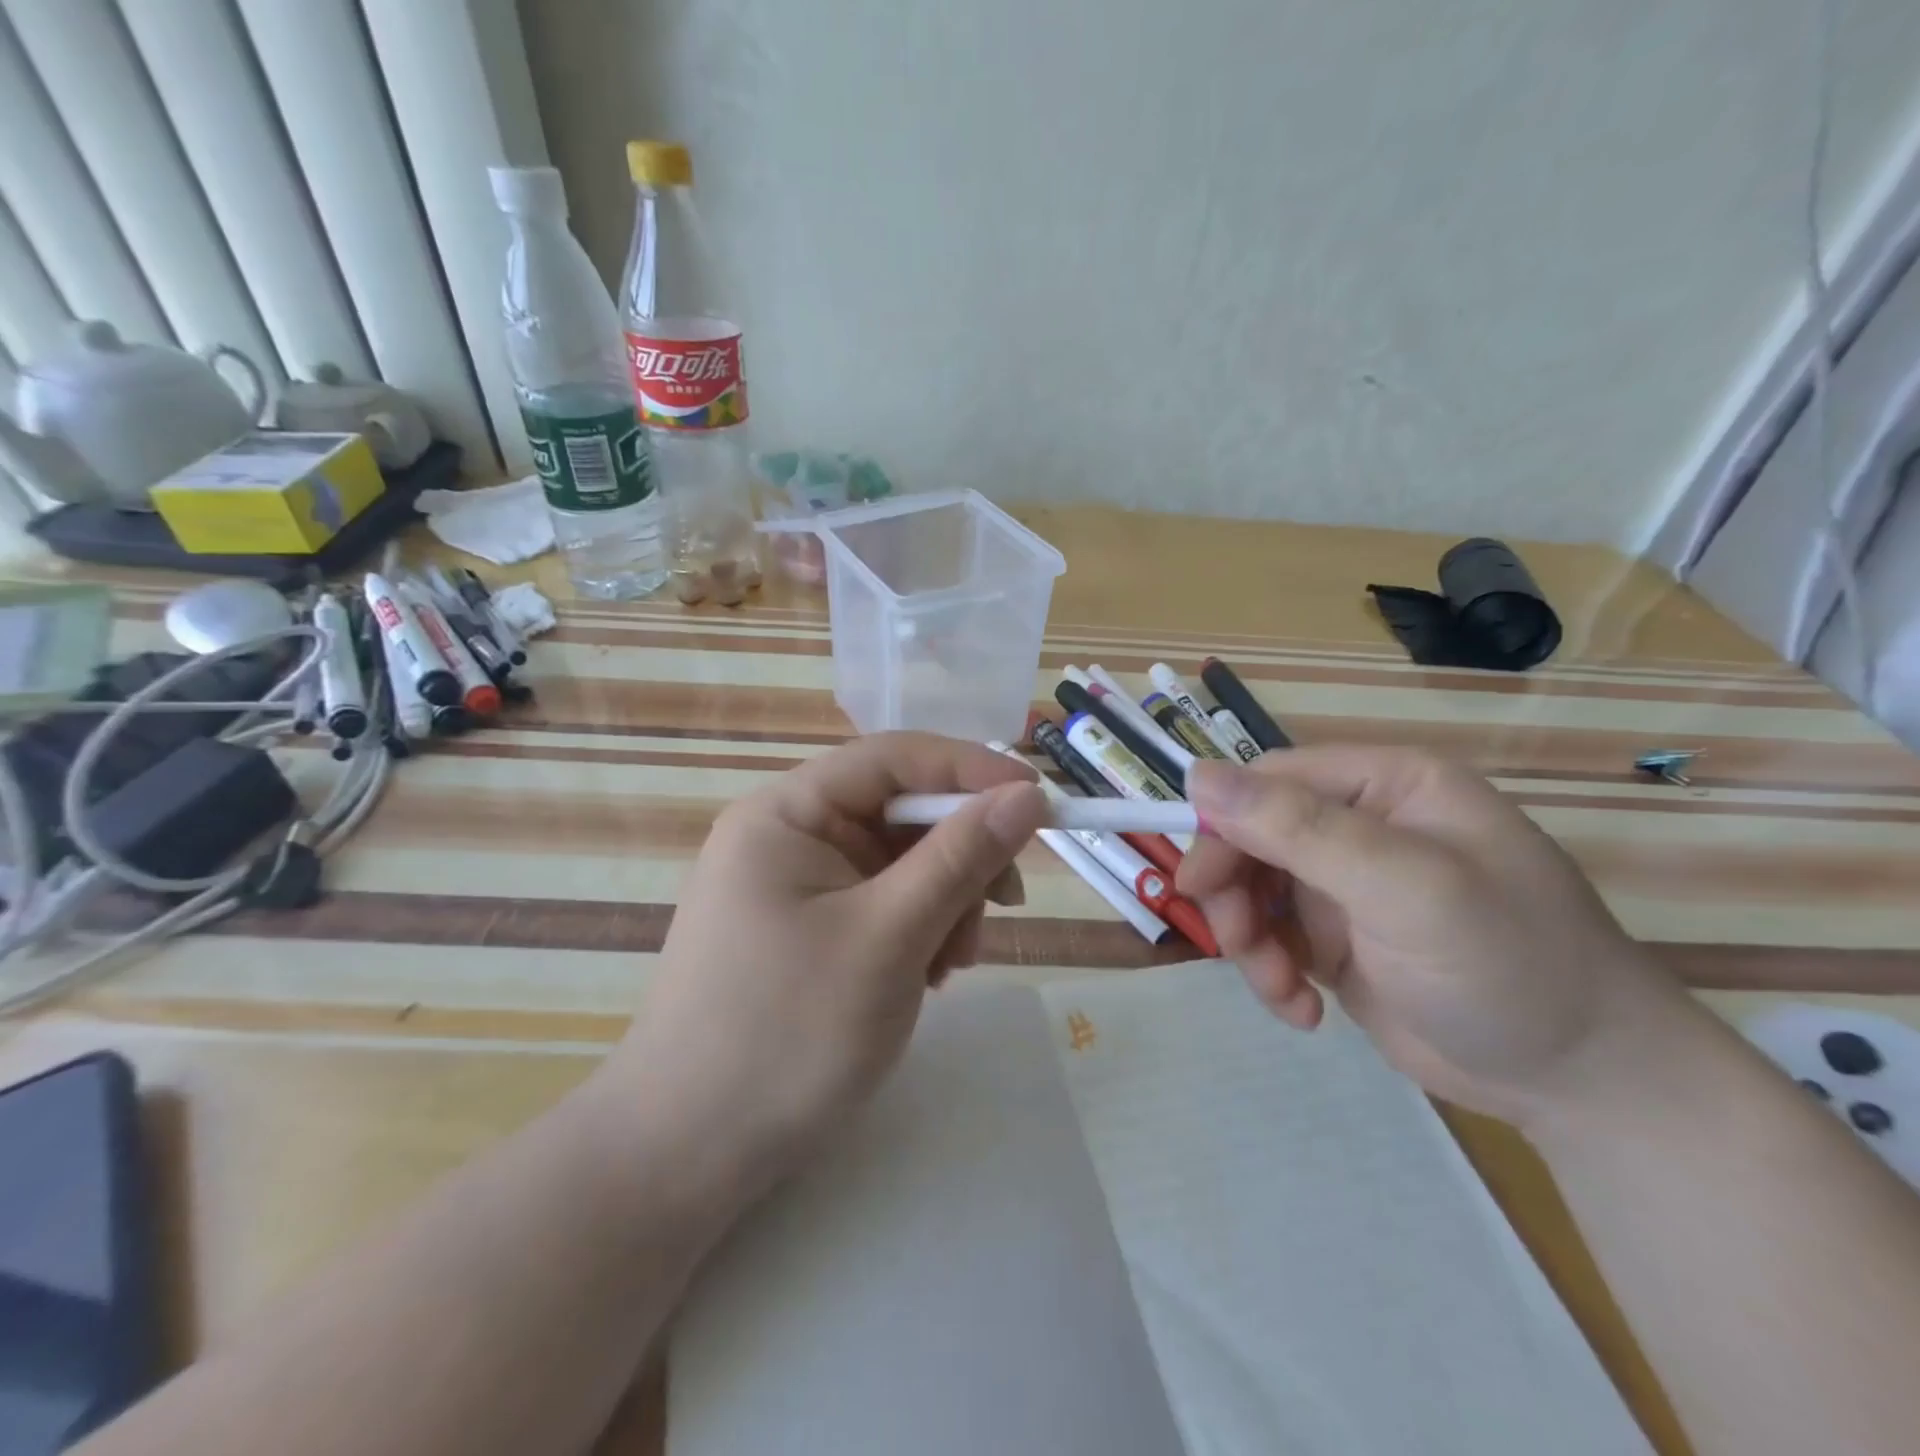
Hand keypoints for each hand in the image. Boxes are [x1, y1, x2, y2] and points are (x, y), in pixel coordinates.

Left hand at [602, 732, 1047, 1197]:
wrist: (688, 1155)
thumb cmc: (787, 1035)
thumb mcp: (889, 938)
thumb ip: (960, 858)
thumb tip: (1028, 796)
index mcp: (788, 812)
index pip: (894, 758)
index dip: (971, 770)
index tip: (1040, 804)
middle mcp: (788, 834)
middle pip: (901, 812)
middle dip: (959, 857)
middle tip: (1004, 908)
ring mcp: (795, 882)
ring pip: (901, 861)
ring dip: (944, 901)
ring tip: (949, 966)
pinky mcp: (807, 926)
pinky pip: (883, 901)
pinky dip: (918, 928)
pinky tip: (925, 976)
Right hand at [1181, 748, 1694, 1127]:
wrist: (1586, 1086)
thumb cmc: (1507, 966)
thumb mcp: (1403, 889)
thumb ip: (1300, 829)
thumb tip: (1197, 775)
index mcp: (1387, 786)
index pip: (1272, 780)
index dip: (1225, 823)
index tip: (1200, 883)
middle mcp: (1363, 825)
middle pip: (1252, 835)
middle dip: (1234, 892)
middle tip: (1235, 944)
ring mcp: (1348, 885)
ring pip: (1252, 889)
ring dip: (1248, 939)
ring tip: (1279, 988)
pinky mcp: (1338, 939)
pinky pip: (1271, 936)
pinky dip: (1272, 972)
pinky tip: (1303, 1010)